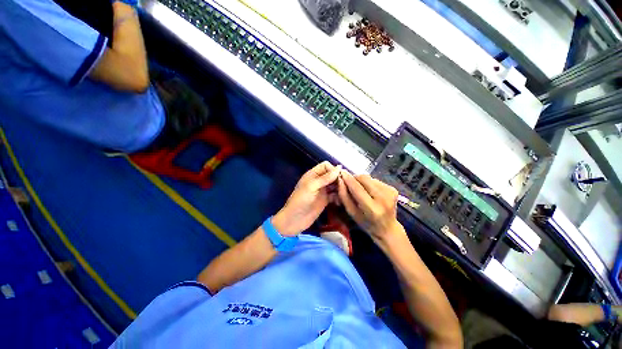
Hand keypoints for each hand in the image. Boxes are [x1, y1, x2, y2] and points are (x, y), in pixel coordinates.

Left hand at [272, 162, 341, 235]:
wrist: (294, 220)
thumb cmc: (301, 201)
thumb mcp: (312, 187)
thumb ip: (325, 177)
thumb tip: (340, 167)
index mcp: (313, 175)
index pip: (326, 166)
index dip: (333, 169)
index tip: (340, 177)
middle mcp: (318, 181)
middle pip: (332, 175)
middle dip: (339, 179)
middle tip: (346, 186)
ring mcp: (322, 191)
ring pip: (334, 185)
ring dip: (340, 188)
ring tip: (346, 193)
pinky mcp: (325, 200)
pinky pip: (335, 195)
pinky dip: (339, 197)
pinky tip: (341, 201)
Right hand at [337, 171, 404, 242]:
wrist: (387, 228)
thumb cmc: (366, 223)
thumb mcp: (351, 212)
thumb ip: (344, 196)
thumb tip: (340, 180)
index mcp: (372, 208)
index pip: (357, 188)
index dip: (348, 179)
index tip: (341, 173)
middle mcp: (383, 198)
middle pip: (364, 178)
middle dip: (354, 178)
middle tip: (349, 183)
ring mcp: (390, 192)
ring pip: (370, 178)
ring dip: (362, 181)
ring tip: (361, 190)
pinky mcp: (393, 189)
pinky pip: (375, 180)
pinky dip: (369, 183)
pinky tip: (370, 192)